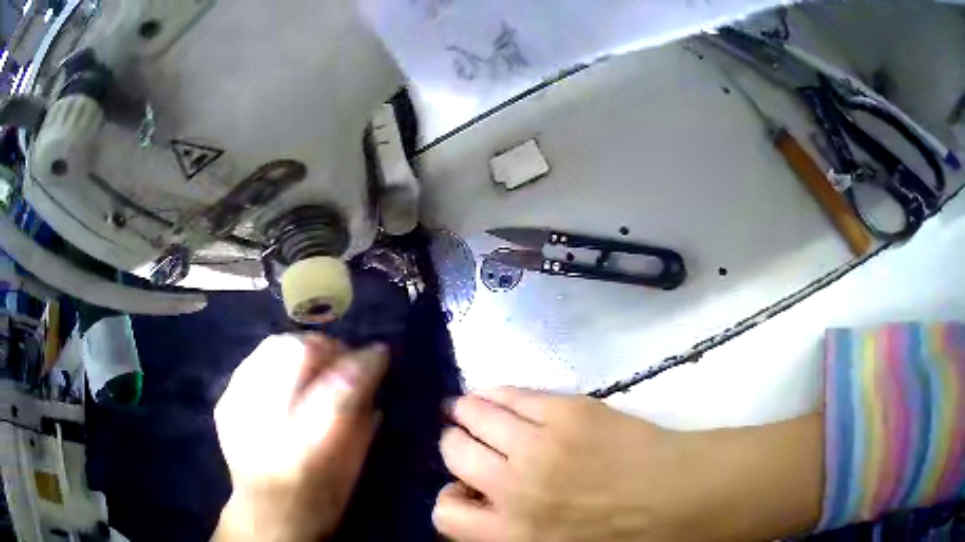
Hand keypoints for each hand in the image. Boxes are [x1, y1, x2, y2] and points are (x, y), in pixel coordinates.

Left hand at [213, 334, 387, 541]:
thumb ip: (363, 421)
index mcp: (308, 441)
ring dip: (301, 347)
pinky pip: (254, 361)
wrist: (264, 513)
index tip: (379, 352)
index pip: (341, 383)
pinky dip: (276, 361)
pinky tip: (286, 377)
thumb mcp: (353, 468)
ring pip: (272, 347)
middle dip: (327, 346)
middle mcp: (268, 417)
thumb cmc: (319, 500)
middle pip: (298, 351)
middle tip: (343, 356)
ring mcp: (239, 405)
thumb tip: (373, 382)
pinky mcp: (225, 402)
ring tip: (315, 361)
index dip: (364, 361)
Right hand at [435, 388, 821, 541]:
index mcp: (511, 535)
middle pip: (455, 454)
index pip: (444, 515)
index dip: (450, 500)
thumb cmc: (624, 539)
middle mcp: (513, 489)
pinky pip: (514, 395)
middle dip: (455, 447)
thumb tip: (483, 511)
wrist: (682, 500)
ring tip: (467, 409)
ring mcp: (540, 445)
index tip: (464, 492)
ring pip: (475, 416)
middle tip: (465, 443)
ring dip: (466, 412)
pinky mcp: (568, 412)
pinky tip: (497, 396)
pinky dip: (497, 394)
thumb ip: (512, 537)